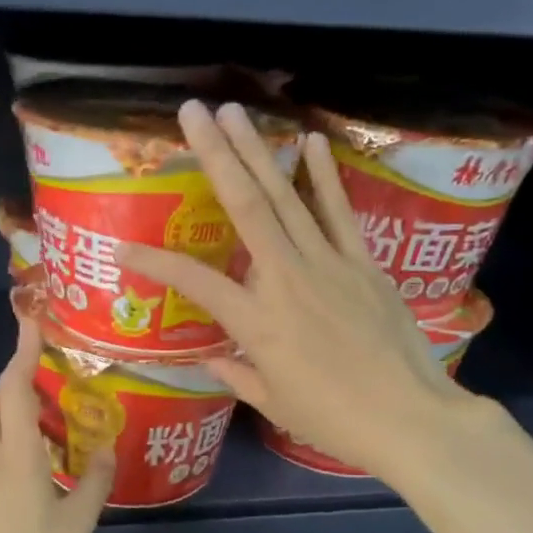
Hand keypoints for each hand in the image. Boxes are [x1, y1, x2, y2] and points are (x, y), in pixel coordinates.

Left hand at [0, 318, 112, 532]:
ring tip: (48, 439)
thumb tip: (106, 448)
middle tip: (50, 386)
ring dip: (13, 419)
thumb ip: (94, 482)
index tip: (32, 321)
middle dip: (17, 382)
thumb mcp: (77, 524)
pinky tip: (26, 483)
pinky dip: (4, 450)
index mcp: (17, 455)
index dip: (24, 351)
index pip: (17, 388)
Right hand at [118, 100, 479, 485]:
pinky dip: (325, 176)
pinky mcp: (364, 264)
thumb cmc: (333, 421)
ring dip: (259, 150)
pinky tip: (310, 141)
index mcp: (257, 322)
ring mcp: (329, 265)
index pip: (194, 282)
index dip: (155, 262)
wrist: (409, 419)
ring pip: (288, 197)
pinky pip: (340, 212)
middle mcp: (287, 280)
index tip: (123, 247)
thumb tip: (211, 357)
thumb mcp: (274, 404)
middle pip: (246, 207)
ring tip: (235, 111)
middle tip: (191, 112)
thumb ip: (237, 374)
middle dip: (216, 155)